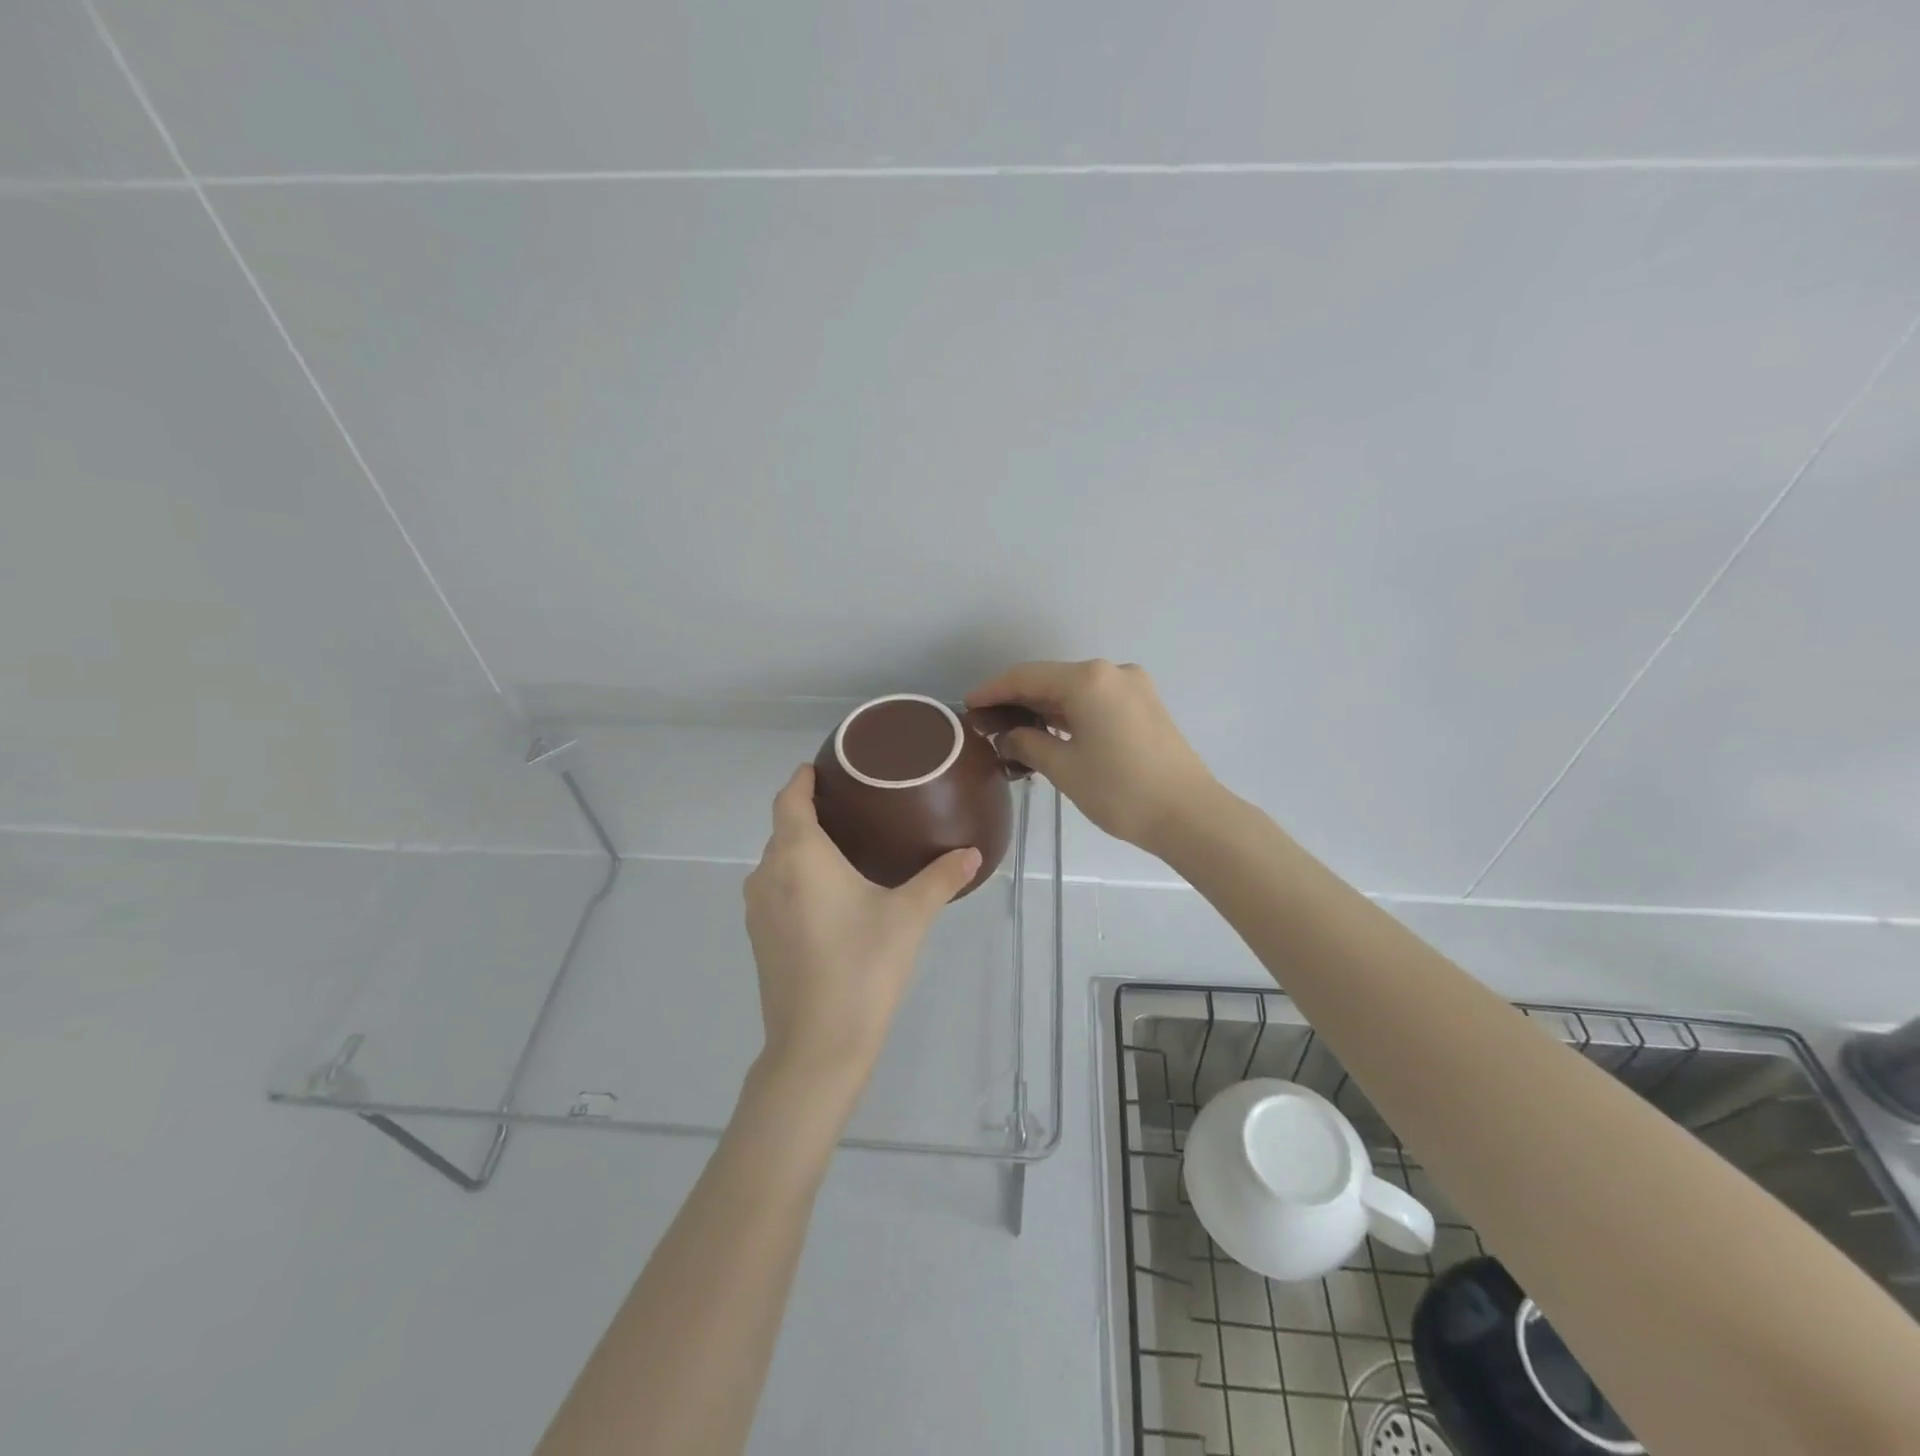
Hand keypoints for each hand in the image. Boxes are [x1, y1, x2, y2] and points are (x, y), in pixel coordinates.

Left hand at [743, 765, 979, 1096]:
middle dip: (808, 813)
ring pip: (777, 862)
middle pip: (782, 829)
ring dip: (801, 848)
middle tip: (852, 807)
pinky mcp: (759, 939)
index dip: (801, 780)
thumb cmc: (862, 967)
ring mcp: (758, 909)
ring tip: (844, 847)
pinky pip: (775, 889)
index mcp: (799, 856)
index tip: (821, 768)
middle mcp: (768, 874)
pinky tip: (829, 895)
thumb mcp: (909, 917)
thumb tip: (973, 853)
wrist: (817, 1047)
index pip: (789, 800)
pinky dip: (796, 878)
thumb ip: (940, 879)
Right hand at [966, 660, 1216, 854]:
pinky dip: (1070, 714)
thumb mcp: (1064, 768)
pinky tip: (1051, 733)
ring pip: (1075, 690)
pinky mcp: (1145, 704)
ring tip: (1014, 733)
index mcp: (1088, 680)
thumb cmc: (1120, 791)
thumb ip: (1028, 743)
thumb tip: (1008, 737)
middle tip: (987, 725)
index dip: (993, 691)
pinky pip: (1096, 700)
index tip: (968, 706)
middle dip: (1018, 700)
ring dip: (1044, 708)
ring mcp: (1133, 686)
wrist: (1190, 815)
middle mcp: (1112, 671)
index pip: (1026, 677)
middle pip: (1051, 679)